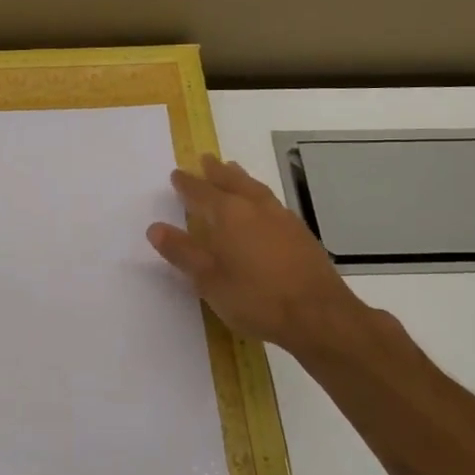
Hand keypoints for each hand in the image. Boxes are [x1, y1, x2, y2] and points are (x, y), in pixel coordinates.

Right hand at [147, 155, 368, 354]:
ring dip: (240, 178)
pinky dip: (259, 195)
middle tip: (205, 159)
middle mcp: (256, 208)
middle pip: (232, 182)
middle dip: (216, 171)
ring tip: (232, 170)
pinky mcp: (300, 233)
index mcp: (229, 215)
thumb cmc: (256, 298)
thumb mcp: (209, 280)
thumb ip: (182, 252)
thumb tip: (155, 228)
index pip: (201, 193)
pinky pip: (273, 202)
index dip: (187, 184)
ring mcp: (282, 218)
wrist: (318, 315)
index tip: (176, 174)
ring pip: (256, 188)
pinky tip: (262, 206)